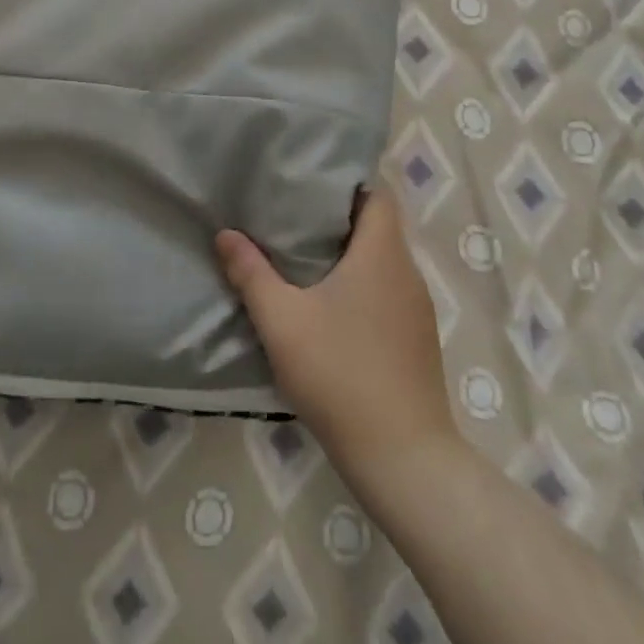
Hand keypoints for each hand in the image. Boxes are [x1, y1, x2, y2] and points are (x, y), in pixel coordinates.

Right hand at [216, 187, 454, 476]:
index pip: (377, 194)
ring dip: (350, 253)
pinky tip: (331, 306)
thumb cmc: (341, 375)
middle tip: (292, 215)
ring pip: (383, 261)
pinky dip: (362, 284)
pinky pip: (389, 291)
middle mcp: (407, 272)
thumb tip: (225, 234)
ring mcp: (417, 309)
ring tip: (304, 256)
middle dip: (338, 217)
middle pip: (378, 225)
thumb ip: (251, 273)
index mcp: (382, 254)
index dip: (346, 182)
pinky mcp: (418, 340)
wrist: (404, 461)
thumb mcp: (282, 321)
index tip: (309, 184)